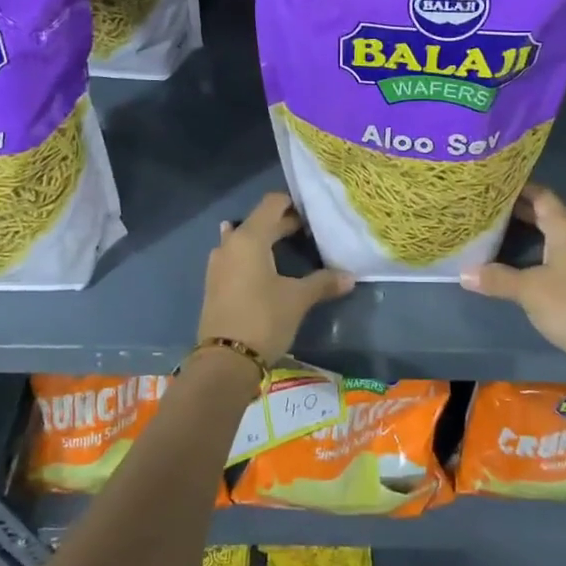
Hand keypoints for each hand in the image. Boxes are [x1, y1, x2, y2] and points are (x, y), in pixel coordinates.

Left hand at [197, 192, 353, 363]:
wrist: (225, 361)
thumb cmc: (263, 319)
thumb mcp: (298, 299)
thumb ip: (323, 282)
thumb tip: (350, 276)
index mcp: (250, 238)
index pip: (272, 204)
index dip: (293, 204)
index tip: (313, 214)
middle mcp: (231, 243)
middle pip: (259, 221)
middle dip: (283, 224)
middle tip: (310, 233)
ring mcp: (218, 264)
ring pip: (244, 239)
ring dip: (264, 240)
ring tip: (287, 247)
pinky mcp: (215, 283)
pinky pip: (236, 257)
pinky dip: (252, 256)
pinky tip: (263, 266)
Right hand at [461, 185, 565, 358]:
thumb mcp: (529, 290)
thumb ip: (497, 278)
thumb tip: (463, 274)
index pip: (541, 195)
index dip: (518, 188)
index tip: (492, 186)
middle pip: (546, 213)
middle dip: (517, 210)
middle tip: (486, 208)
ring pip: (551, 234)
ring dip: (527, 231)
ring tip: (495, 230)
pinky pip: (557, 252)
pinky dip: (536, 249)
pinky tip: (517, 259)